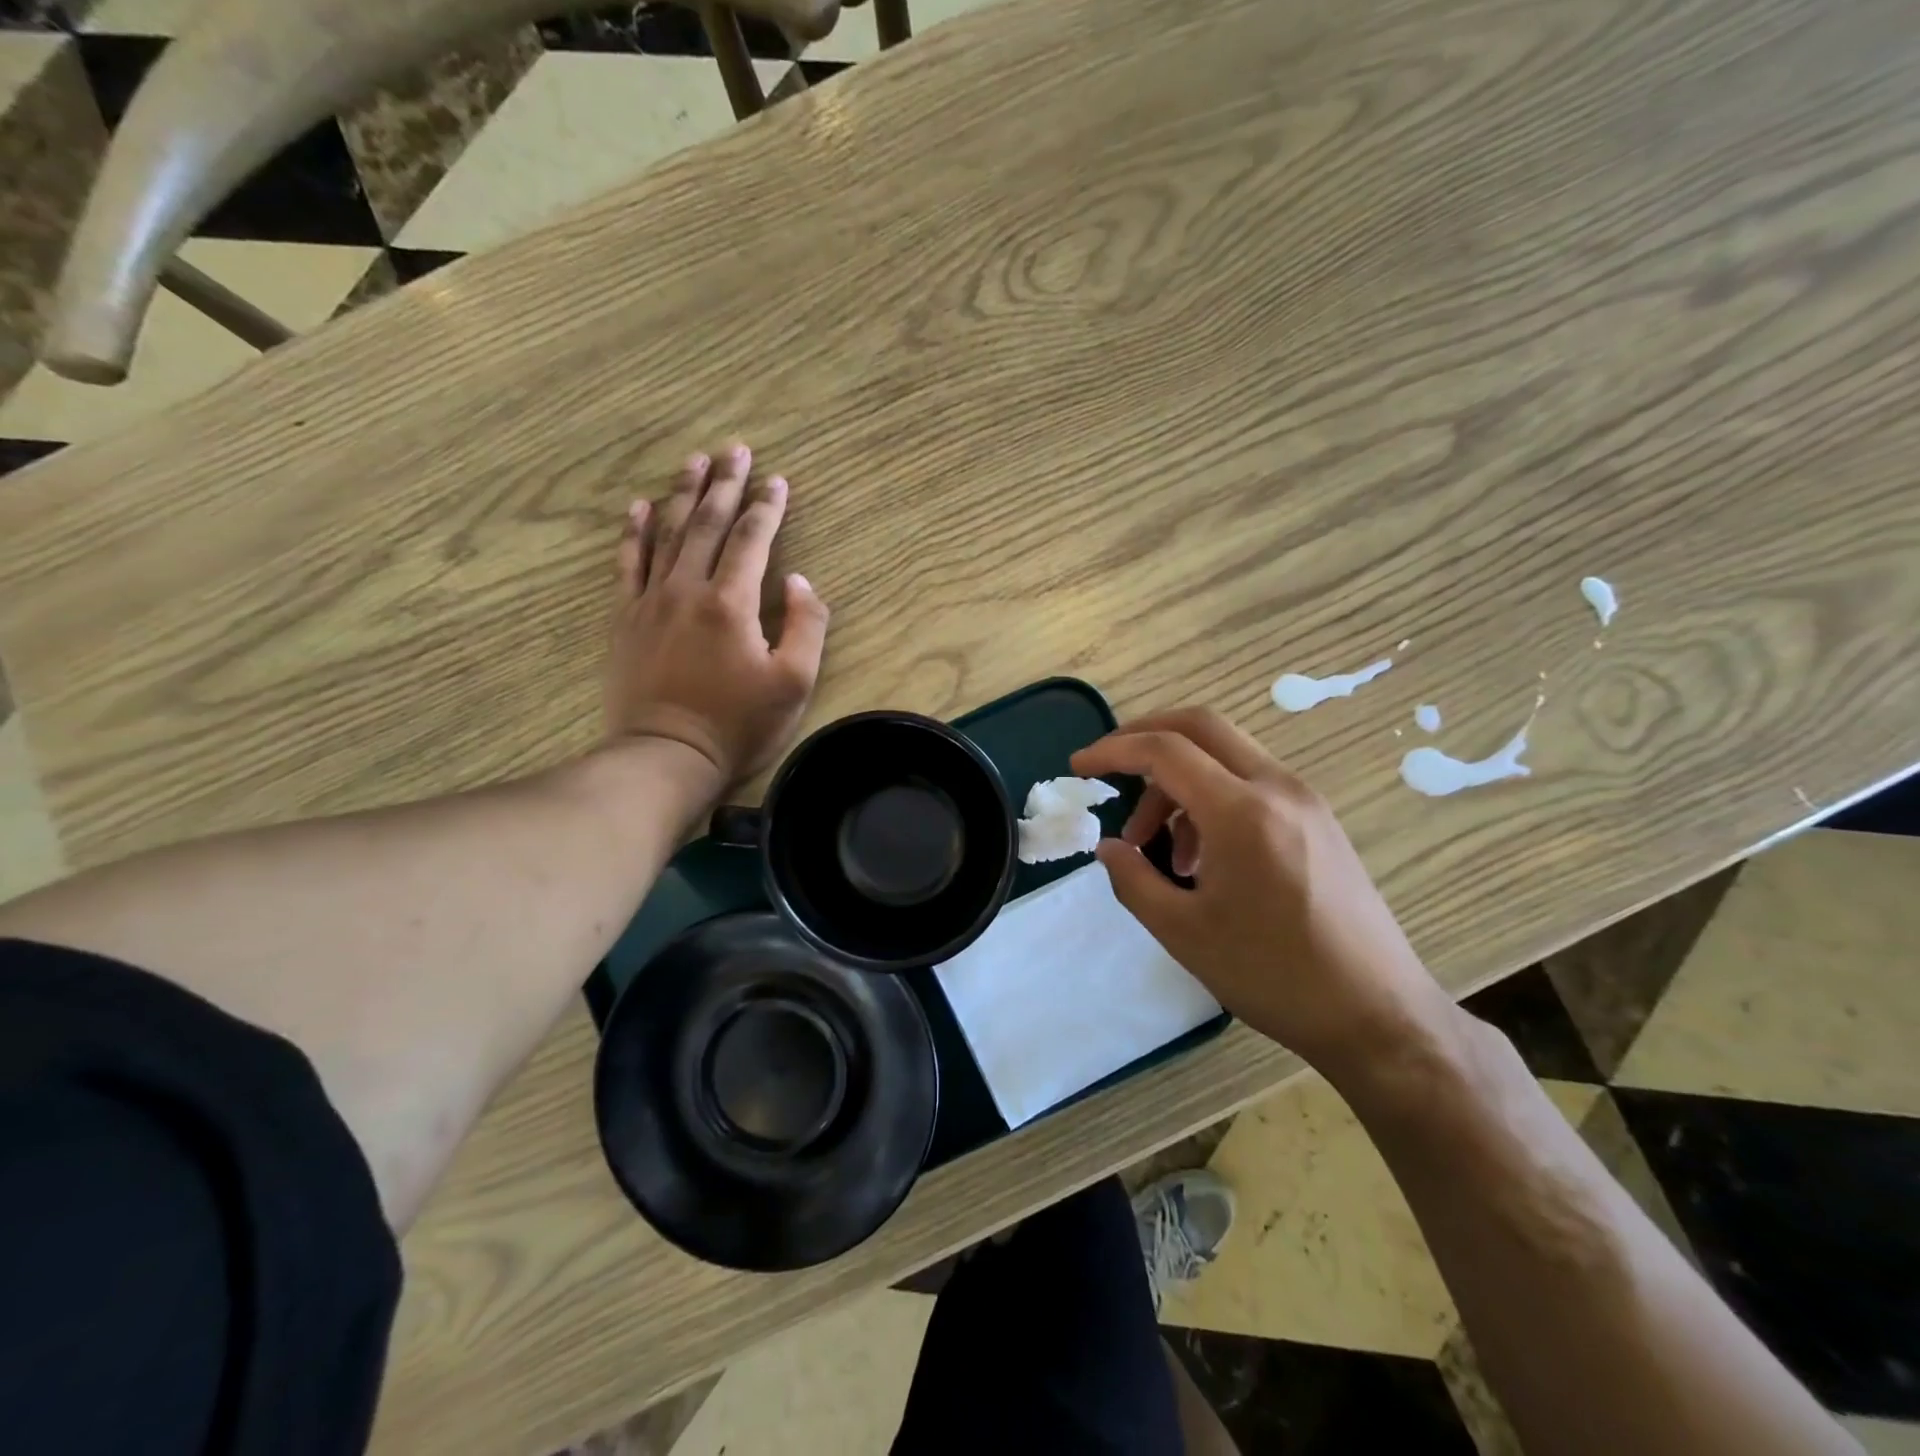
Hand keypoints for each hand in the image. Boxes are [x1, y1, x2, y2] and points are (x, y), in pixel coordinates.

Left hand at [605, 444, 828, 786]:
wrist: (666, 755)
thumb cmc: (738, 724)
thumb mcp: (794, 683)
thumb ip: (806, 626)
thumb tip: (799, 581)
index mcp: (732, 603)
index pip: (751, 540)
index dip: (767, 507)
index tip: (777, 479)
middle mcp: (688, 589)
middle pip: (707, 523)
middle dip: (724, 484)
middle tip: (735, 449)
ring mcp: (651, 601)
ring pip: (667, 534)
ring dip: (682, 494)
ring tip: (693, 461)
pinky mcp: (625, 619)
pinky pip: (627, 564)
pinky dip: (633, 532)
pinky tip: (639, 507)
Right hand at [1071, 707, 1453, 1075]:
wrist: (1378, 1015)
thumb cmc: (1273, 975)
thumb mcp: (1183, 933)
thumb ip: (1133, 880)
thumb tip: (1108, 848)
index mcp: (1241, 811)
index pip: (1165, 751)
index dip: (1113, 751)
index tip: (1078, 767)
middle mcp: (1278, 788)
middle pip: (1201, 727)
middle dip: (1145, 735)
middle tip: (1109, 766)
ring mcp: (1305, 801)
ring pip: (1226, 755)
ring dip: (1179, 780)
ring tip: (1155, 844)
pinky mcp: (1318, 821)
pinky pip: (1252, 784)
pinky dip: (1211, 797)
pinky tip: (1201, 856)